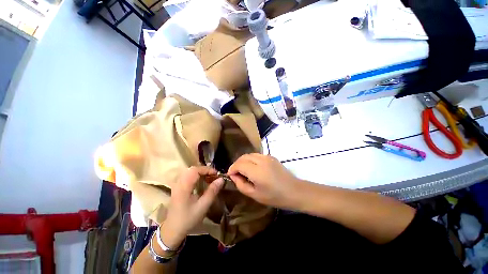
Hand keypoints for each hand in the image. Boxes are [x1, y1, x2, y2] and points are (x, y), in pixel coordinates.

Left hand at [160, 166, 223, 249]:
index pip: (195, 170)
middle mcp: (179, 183)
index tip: (216, 174)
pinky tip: (202, 181)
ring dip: (201, 172)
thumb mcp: (203, 206)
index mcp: (184, 187)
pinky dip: (197, 176)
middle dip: (205, 170)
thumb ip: (212, 191)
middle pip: (192, 169)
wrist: (172, 230)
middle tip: (214, 176)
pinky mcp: (178, 187)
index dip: (207, 169)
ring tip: (209, 178)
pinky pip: (188, 176)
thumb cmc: (188, 219)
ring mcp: (177, 185)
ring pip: (190, 172)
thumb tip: (221, 179)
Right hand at [227, 154, 299, 208]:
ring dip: (243, 161)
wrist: (295, 191)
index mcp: (257, 171)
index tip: (230, 175)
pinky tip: (252, 168)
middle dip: (237, 164)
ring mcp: (267, 157)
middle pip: (243, 157)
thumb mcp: (255, 195)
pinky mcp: (271, 157)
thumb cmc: (275, 196)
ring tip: (243, 170)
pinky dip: (251, 160)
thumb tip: (234, 176)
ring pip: (249, 154)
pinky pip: (256, 155)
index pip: (239, 164)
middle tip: (235, 173)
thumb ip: (241, 184)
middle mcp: (261, 160)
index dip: (232, 169)